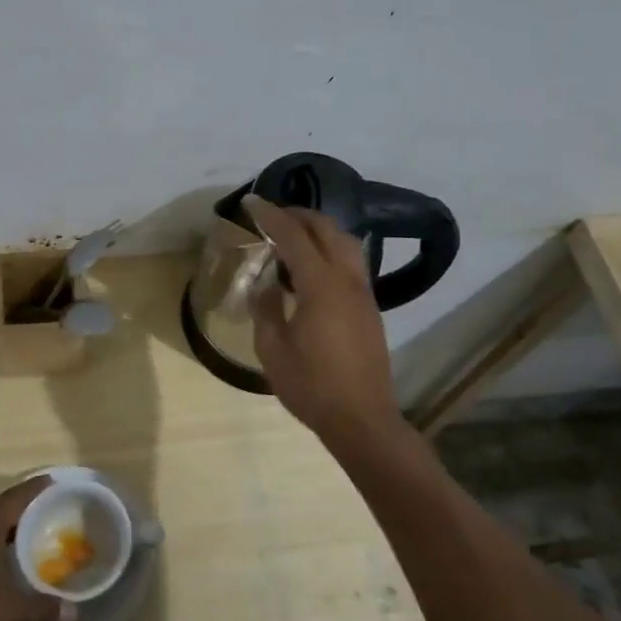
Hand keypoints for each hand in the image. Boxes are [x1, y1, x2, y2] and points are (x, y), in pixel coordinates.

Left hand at [0, 476, 72, 620]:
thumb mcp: (8, 610)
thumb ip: (41, 607)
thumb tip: (74, 612)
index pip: (13, 498)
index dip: (34, 489)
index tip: (54, 481)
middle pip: (0, 508)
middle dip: (24, 505)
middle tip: (51, 506)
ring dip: (9, 525)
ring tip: (36, 529)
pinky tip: (9, 557)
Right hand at [249, 201, 400, 444]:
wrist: (361, 418)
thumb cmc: (311, 386)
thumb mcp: (273, 349)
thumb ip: (267, 310)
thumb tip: (267, 287)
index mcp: (320, 286)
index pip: (294, 236)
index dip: (271, 216)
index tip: (251, 202)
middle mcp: (347, 280)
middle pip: (327, 229)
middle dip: (298, 214)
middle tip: (272, 215)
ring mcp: (363, 293)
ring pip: (346, 242)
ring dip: (319, 230)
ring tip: (293, 236)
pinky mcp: (370, 308)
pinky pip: (352, 262)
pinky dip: (331, 249)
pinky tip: (312, 267)